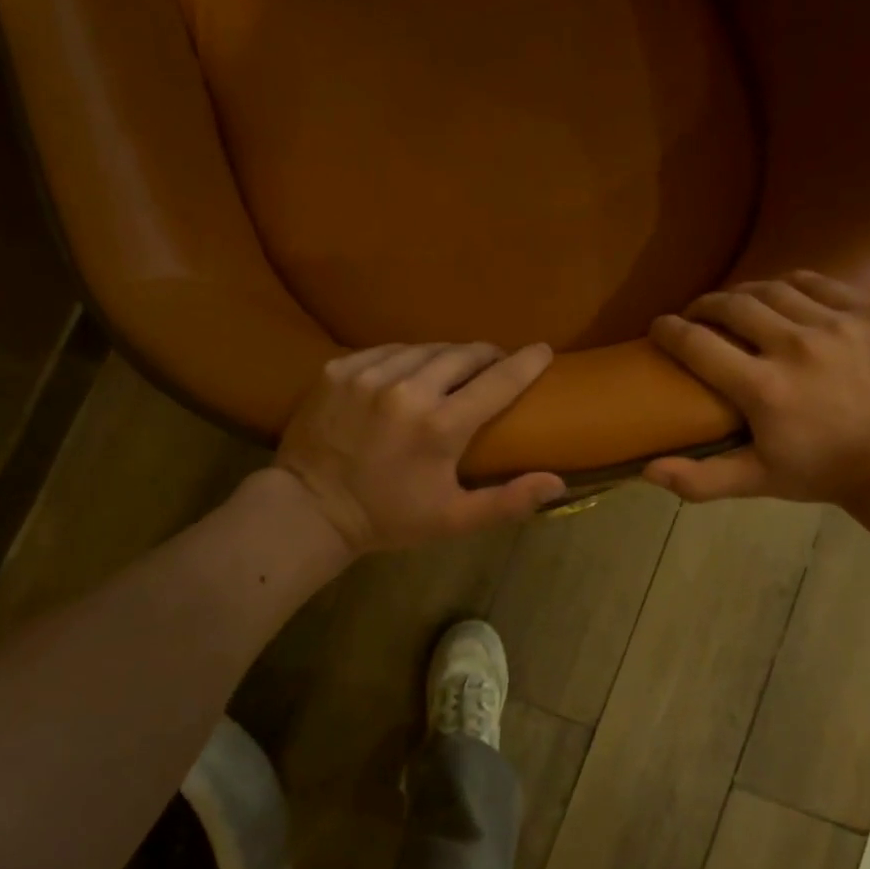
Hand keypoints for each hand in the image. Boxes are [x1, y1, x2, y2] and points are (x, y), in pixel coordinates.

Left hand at [275, 342, 565, 553]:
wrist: (310, 509)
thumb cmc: (389, 517)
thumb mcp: (453, 520)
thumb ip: (508, 501)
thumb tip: (559, 483)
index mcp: (440, 426)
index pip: (498, 380)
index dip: (526, 363)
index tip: (542, 351)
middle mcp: (406, 389)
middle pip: (463, 354)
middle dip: (486, 356)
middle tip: (494, 366)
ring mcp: (368, 374)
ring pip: (425, 348)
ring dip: (446, 356)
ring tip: (453, 370)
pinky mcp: (339, 368)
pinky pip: (387, 350)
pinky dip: (406, 358)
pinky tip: (408, 374)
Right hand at [644, 271, 869, 503]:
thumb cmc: (818, 471)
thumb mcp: (755, 481)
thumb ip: (699, 479)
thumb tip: (645, 470)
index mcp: (764, 389)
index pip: (697, 344)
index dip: (669, 330)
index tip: (658, 327)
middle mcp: (797, 346)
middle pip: (733, 305)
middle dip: (704, 305)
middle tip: (695, 315)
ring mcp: (837, 325)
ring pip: (772, 288)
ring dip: (744, 293)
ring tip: (735, 305)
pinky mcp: (868, 314)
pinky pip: (817, 282)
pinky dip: (791, 285)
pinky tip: (782, 297)